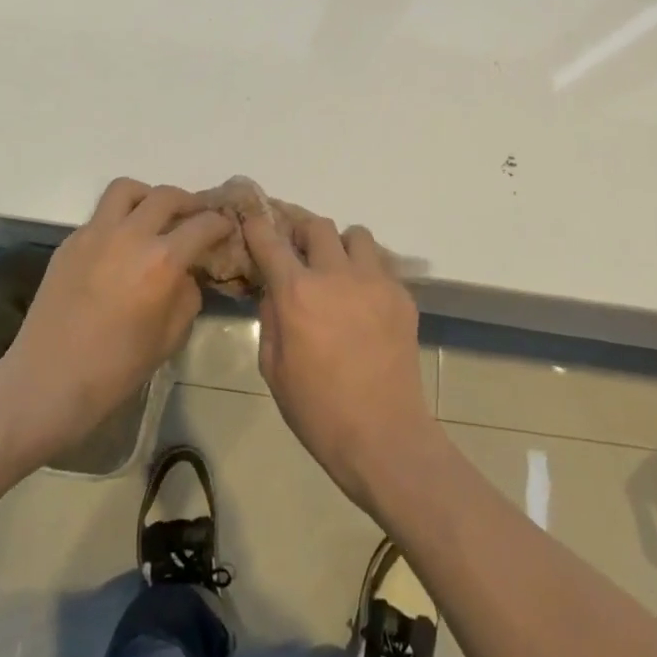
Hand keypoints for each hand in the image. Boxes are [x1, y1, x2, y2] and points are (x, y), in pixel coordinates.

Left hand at [0, 178, 229, 464]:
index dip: (220, 224)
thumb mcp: (170, 337)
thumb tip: (187, 272)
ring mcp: (95, 234)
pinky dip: (119, 219)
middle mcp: (130, 235)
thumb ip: (187, 294)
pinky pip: (101, 215)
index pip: (202, 225)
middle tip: (195, 217)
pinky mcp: (70, 242)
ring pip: (127, 190)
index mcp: (161, 261)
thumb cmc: (116, 369)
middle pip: (166, 196)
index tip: (226, 227)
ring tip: (154, 217)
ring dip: (148, 197)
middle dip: (189, 203)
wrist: (47, 382)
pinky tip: (121, 246)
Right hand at [243, 203, 436, 512]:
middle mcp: (336, 275)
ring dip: (342, 246)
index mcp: (298, 293)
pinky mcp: (402, 296)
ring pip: (356, 236)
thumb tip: (274, 291)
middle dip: (303, 232)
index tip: (254, 219)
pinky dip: (368, 273)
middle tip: (300, 251)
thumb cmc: (318, 411)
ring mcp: (374, 282)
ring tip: (339, 272)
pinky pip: (381, 265)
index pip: (271, 241)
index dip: (259, 225)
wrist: (383, 437)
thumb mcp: (274, 369)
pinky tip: (365, 303)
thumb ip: (270, 320)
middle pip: (318, 226)